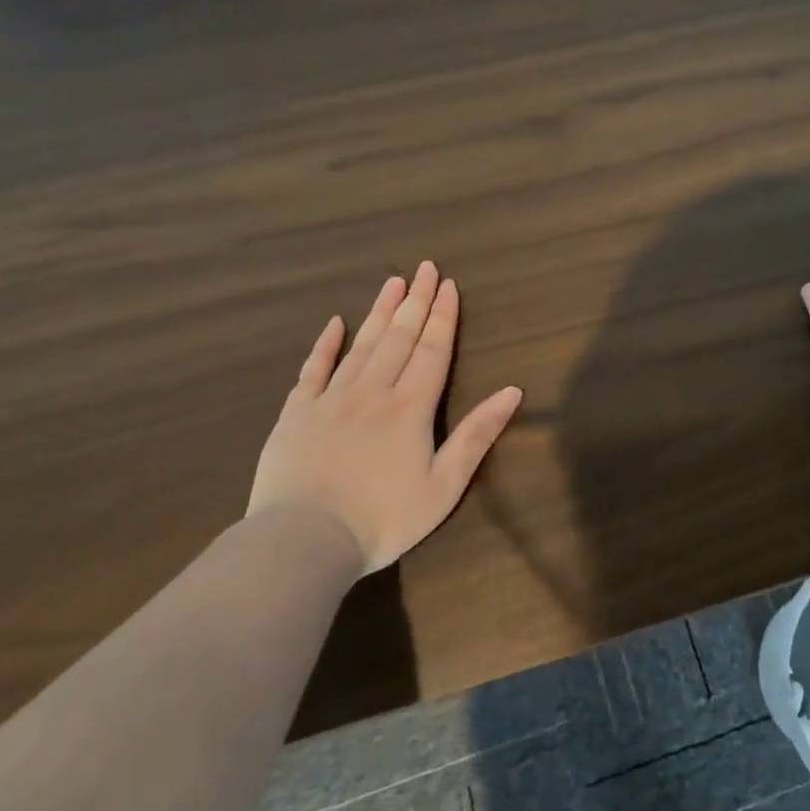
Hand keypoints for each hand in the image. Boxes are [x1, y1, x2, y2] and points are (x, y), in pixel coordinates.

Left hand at [248, 262, 522, 573]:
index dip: (443, 317)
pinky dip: (325, 344)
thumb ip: (477, 435)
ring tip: (393, 281)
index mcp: (410, 407)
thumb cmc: (383, 519)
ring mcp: (330, 399)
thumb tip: (512, 391)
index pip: (432, 350)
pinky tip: (335, 323)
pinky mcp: (297, 413)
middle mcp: (372, 391)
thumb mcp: (444, 486)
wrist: (303, 541)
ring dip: (379, 311)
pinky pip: (313, 369)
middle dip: (416, 301)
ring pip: (361, 345)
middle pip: (399, 337)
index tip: (449, 285)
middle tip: (425, 268)